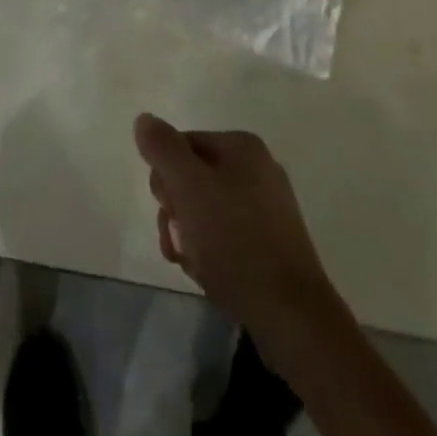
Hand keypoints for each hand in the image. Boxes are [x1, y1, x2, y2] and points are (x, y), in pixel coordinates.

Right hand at [134, 114, 340, 360]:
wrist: (292, 316)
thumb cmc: (235, 242)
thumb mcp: (189, 187)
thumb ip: (162, 148)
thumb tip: (144, 120)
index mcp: (242, 146)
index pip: (181, 146)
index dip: (165, 179)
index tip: (167, 211)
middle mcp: (258, 169)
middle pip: (192, 178)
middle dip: (176, 211)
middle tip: (177, 241)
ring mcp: (268, 208)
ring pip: (206, 211)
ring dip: (189, 236)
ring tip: (192, 264)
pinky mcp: (272, 244)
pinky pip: (227, 236)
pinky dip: (211, 252)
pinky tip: (210, 275)